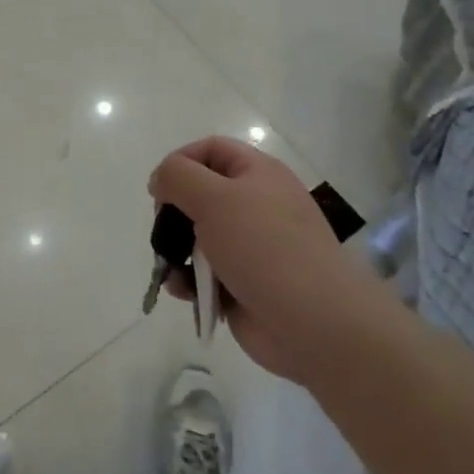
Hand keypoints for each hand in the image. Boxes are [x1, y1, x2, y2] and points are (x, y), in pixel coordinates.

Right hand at [149, 138, 368, 382]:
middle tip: (164, 231)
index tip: (159, 190)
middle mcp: (256, 204)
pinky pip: (204, 273)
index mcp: (258, 174)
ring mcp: (251, 247)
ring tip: (172, 269)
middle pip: (199, 194)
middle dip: (173, 213)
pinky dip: (189, 280)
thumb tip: (160, 180)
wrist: (314, 323)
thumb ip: (177, 176)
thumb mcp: (214, 198)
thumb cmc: (264, 248)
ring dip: (176, 251)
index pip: (210, 150)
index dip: (180, 162)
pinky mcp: (243, 283)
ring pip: (197, 237)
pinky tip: (185, 292)